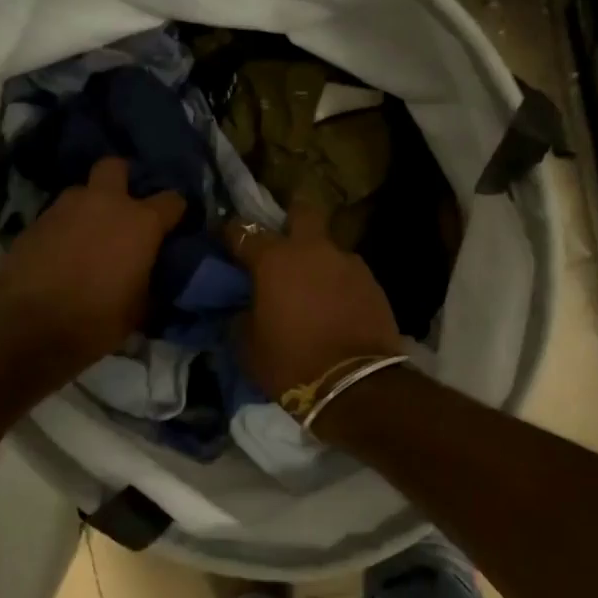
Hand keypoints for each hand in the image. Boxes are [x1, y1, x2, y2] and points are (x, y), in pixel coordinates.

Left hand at [0, 157, 185, 375]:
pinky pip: (56, 217)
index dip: (175, 212)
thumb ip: (148, 281)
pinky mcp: (33, 223)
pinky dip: (63, 230)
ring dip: (88, 208)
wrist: (26, 328)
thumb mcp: (138, 310)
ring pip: (81, 193)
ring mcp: (63, 209)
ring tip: (88, 238)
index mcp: (140, 223)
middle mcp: (103, 203)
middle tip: (123, 209)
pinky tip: (60, 255)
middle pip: (115, 167)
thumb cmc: (95, 321)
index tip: (172, 227)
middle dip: (122, 180)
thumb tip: (148, 276)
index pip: (172, 200)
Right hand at [225, 202, 402, 401]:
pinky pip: (348, 273)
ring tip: (313, 287)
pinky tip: (336, 305)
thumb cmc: (292, 363)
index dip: (231, 232)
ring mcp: (347, 262)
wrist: (356, 386)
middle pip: (302, 211)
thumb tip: (244, 308)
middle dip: (291, 219)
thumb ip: (241, 316)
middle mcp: (312, 250)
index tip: (225, 239)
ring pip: (328, 247)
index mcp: (274, 260)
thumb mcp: (248, 346)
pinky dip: (338, 283)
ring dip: (318, 260)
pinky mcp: (373, 282)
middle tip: (283, 241)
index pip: (243, 231)